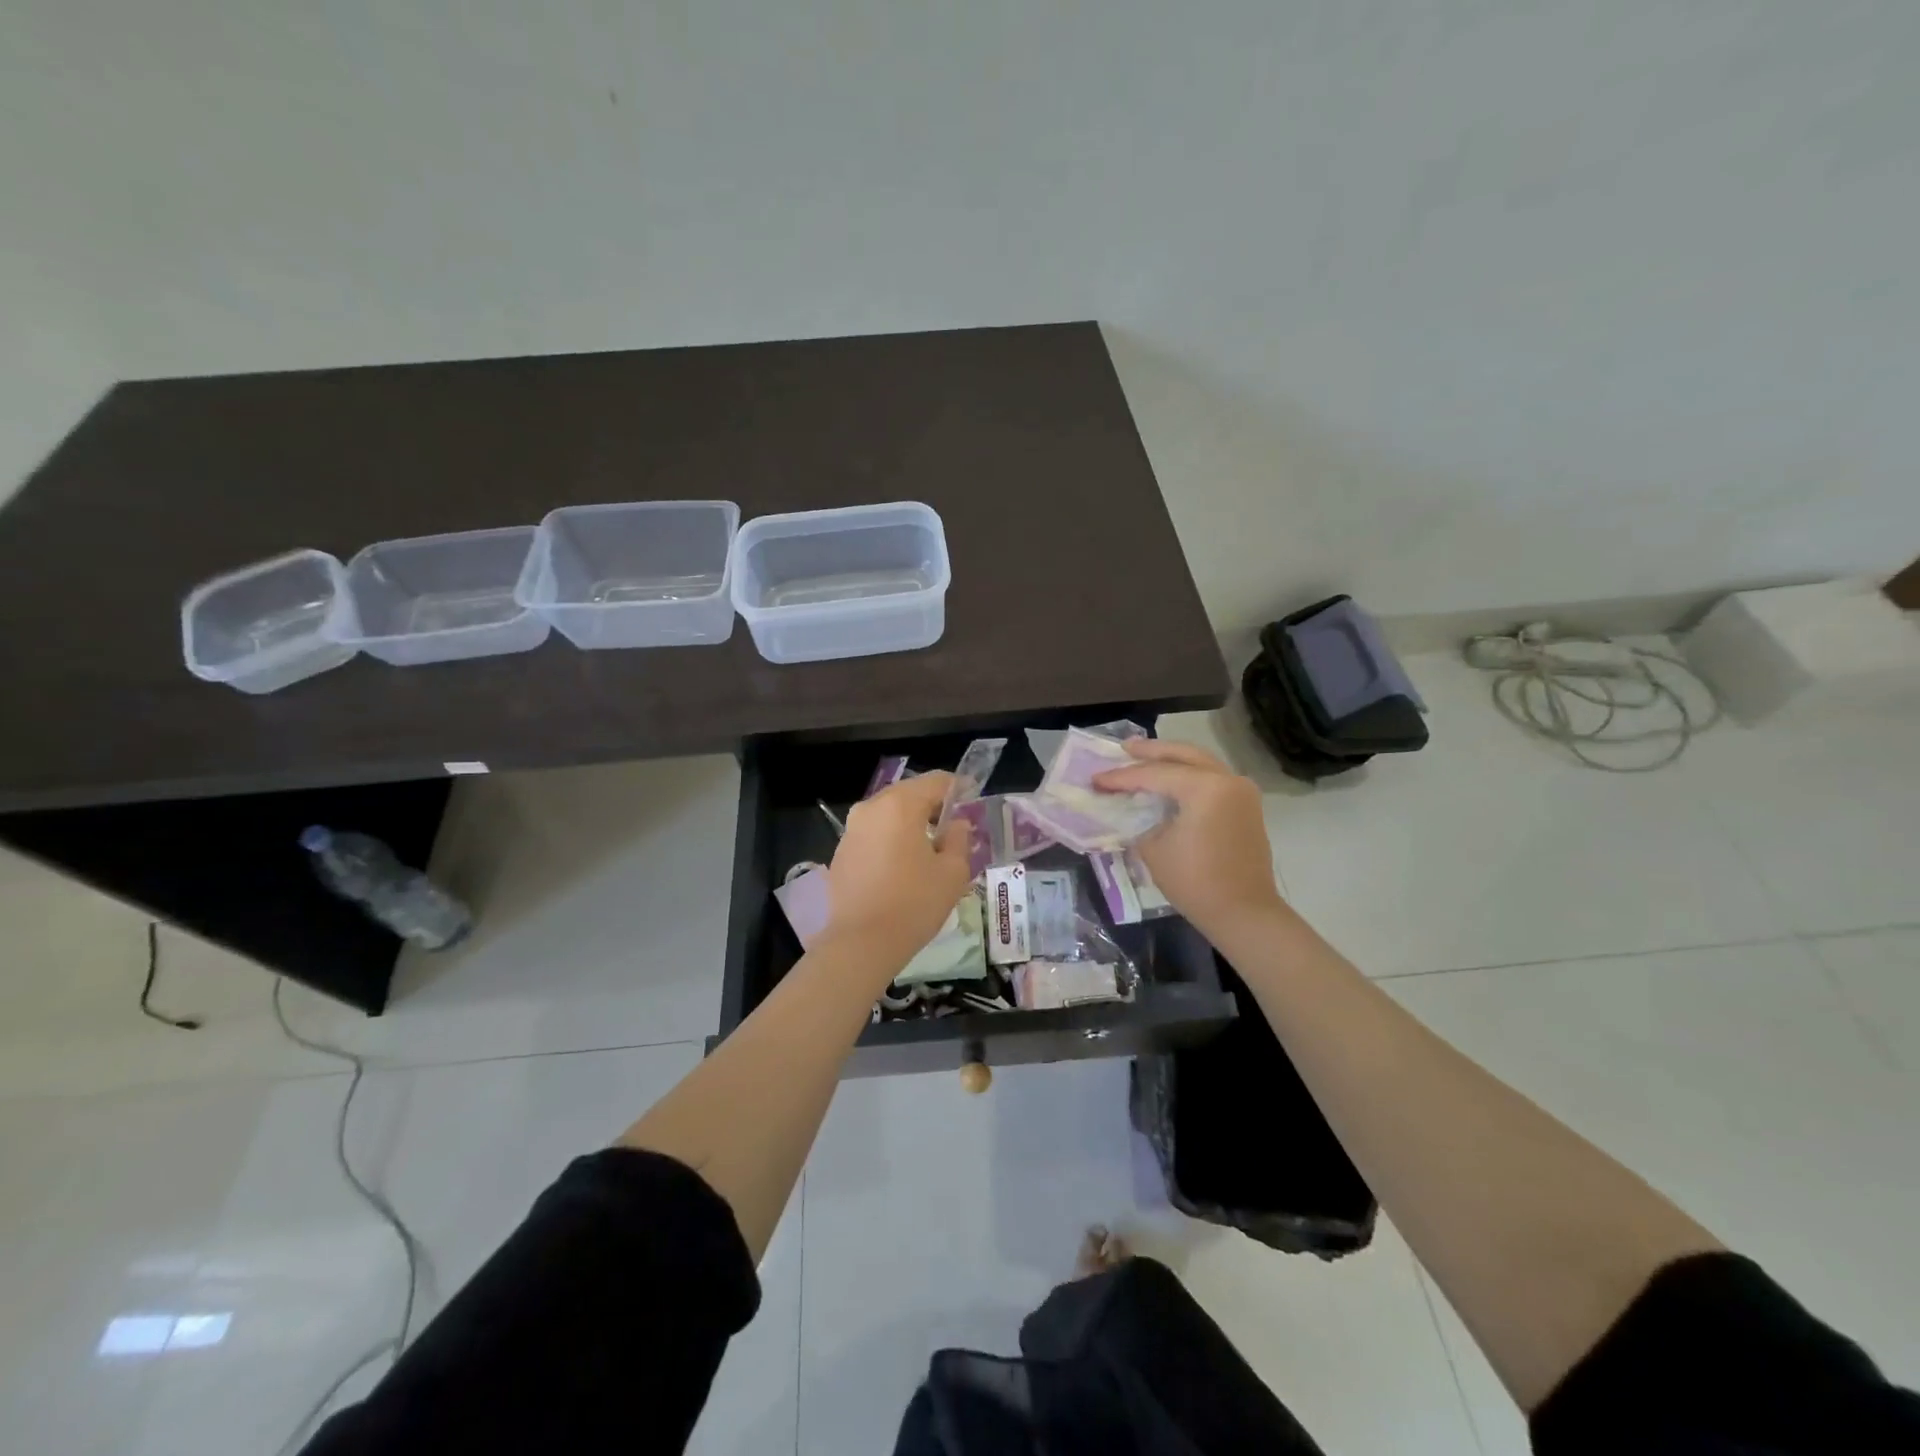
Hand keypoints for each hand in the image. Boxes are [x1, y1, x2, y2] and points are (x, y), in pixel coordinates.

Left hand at [823, 771, 971, 965]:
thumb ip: (959, 839)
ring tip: (928, 848)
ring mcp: (851, 830)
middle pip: (908, 794)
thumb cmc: (914, 903)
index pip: (935, 781)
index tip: (972, 800)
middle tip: (952, 826)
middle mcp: (870, 808)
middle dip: (931, 805)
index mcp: (900, 805)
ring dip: (909, 823)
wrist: (862, 943)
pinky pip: (872, 835)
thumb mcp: (952, 872)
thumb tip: (957, 824)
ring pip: (888, 814)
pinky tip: (902, 866)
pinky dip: (890, 840)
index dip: (957, 788)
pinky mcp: (841, 852)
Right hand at [1094, 739, 1286, 939]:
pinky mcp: (1245, 805)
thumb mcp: (1153, 848)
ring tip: (1143, 758)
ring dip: (1171, 760)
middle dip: (1151, 751)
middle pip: (1183, 755)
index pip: (1154, 774)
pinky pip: (1212, 778)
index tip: (1096, 779)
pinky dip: (1188, 774)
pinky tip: (1168, 780)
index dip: (1122, 777)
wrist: (1244, 914)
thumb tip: (1127, 809)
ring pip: (1200, 762)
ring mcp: (1241, 791)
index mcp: (1205, 787)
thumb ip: (1137, 820)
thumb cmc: (1195, 882)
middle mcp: (1227, 779)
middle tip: (1123, 748)